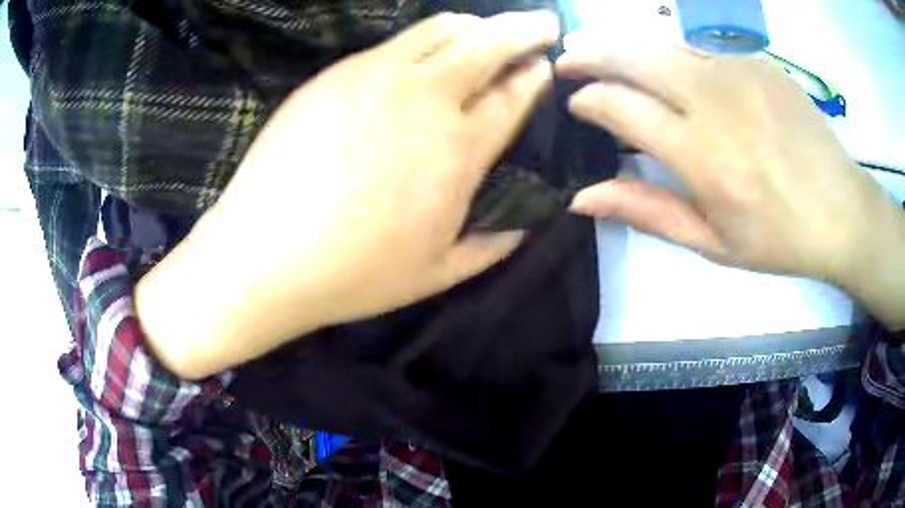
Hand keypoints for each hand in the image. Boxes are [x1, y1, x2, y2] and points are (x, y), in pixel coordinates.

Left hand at [136, 11, 559, 378]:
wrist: (265, 254)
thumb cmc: (355, 272)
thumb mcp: (439, 274)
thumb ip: (492, 245)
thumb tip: (524, 223)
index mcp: (459, 149)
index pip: (513, 95)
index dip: (535, 75)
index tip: (546, 65)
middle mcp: (426, 98)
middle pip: (489, 44)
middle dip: (524, 30)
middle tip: (542, 26)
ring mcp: (376, 76)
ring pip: (442, 30)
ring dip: (475, 25)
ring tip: (485, 29)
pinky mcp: (336, 73)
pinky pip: (395, 41)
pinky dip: (426, 36)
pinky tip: (426, 47)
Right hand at [557, 32, 904, 328]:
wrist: (841, 209)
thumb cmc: (779, 238)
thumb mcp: (712, 242)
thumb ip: (647, 211)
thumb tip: (581, 198)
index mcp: (702, 156)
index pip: (619, 106)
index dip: (587, 101)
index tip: (576, 106)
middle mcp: (714, 100)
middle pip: (631, 55)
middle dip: (587, 52)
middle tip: (566, 59)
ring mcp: (737, 70)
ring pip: (660, 40)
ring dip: (622, 42)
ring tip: (597, 47)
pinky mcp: (756, 59)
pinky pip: (697, 44)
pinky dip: (667, 48)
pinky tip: (662, 62)